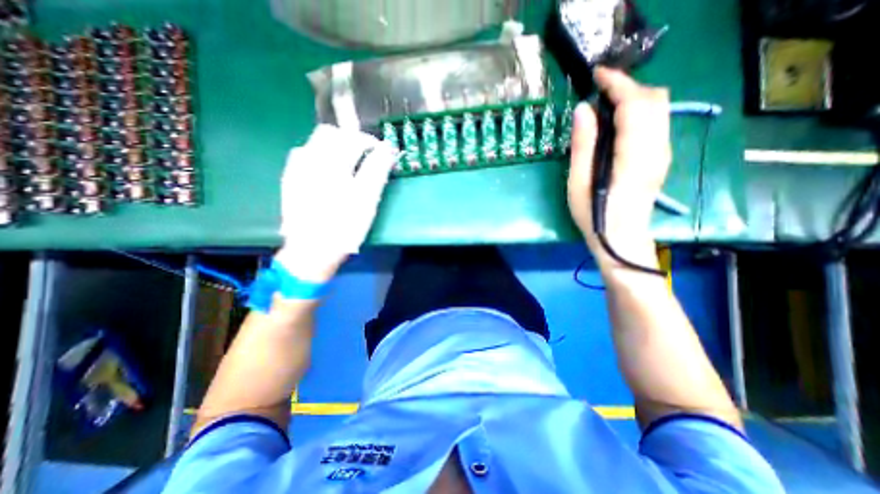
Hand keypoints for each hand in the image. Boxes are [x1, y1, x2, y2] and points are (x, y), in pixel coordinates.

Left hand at [276, 126, 400, 282]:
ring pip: (315, 143)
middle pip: (330, 133)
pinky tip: (327, 175)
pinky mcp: (290, 179)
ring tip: (347, 167)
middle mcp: (310, 159)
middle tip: (364, 158)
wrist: (312, 250)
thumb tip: (387, 148)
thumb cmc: (345, 226)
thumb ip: (377, 170)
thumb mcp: (367, 199)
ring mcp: (296, 168)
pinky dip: (320, 158)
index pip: (353, 138)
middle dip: (350, 141)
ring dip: (334, 148)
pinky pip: (305, 156)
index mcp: (333, 163)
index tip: (381, 154)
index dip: (371, 143)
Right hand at [567, 66, 670, 272]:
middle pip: (654, 99)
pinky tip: (618, 122)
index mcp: (633, 154)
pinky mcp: (660, 157)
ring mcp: (662, 152)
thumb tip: (583, 110)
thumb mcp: (579, 182)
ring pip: (659, 107)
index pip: (634, 103)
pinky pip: (657, 121)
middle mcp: (656, 147)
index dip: (616, 83)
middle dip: (627, 86)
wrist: (621, 239)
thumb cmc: (594, 214)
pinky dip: (640, 111)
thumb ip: (583, 145)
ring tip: (606, 104)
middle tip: (598, 92)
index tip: (597, 74)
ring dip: (634, 97)